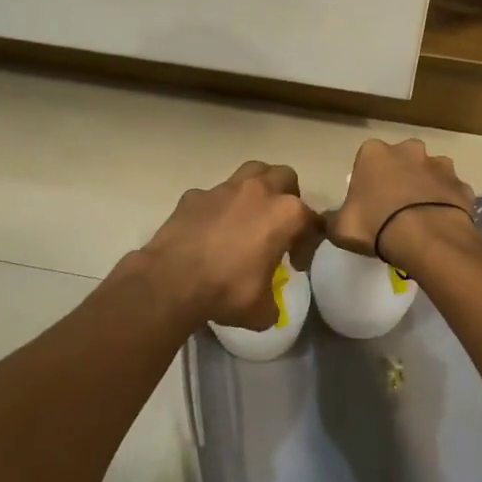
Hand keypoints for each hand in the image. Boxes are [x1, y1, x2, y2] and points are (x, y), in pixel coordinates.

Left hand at [137, 162, 322, 329]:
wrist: (172, 282)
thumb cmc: (227, 291)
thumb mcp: (261, 310)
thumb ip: (272, 302)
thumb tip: (268, 306)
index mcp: (285, 214)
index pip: (310, 220)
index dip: (307, 243)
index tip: (295, 264)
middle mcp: (259, 191)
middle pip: (285, 177)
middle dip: (288, 196)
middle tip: (279, 225)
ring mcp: (224, 189)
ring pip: (251, 172)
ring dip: (257, 188)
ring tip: (250, 215)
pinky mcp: (195, 195)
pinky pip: (213, 195)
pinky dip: (218, 207)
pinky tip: (211, 230)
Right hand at [329, 138, 475, 268]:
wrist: (426, 238)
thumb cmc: (375, 225)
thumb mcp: (340, 228)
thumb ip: (332, 219)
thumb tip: (328, 219)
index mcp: (374, 153)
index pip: (367, 159)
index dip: (368, 180)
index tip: (368, 201)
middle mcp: (408, 150)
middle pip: (402, 160)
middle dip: (400, 176)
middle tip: (395, 206)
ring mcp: (440, 165)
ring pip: (430, 172)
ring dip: (426, 187)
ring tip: (421, 215)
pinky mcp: (461, 184)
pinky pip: (451, 192)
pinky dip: (448, 203)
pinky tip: (441, 223)